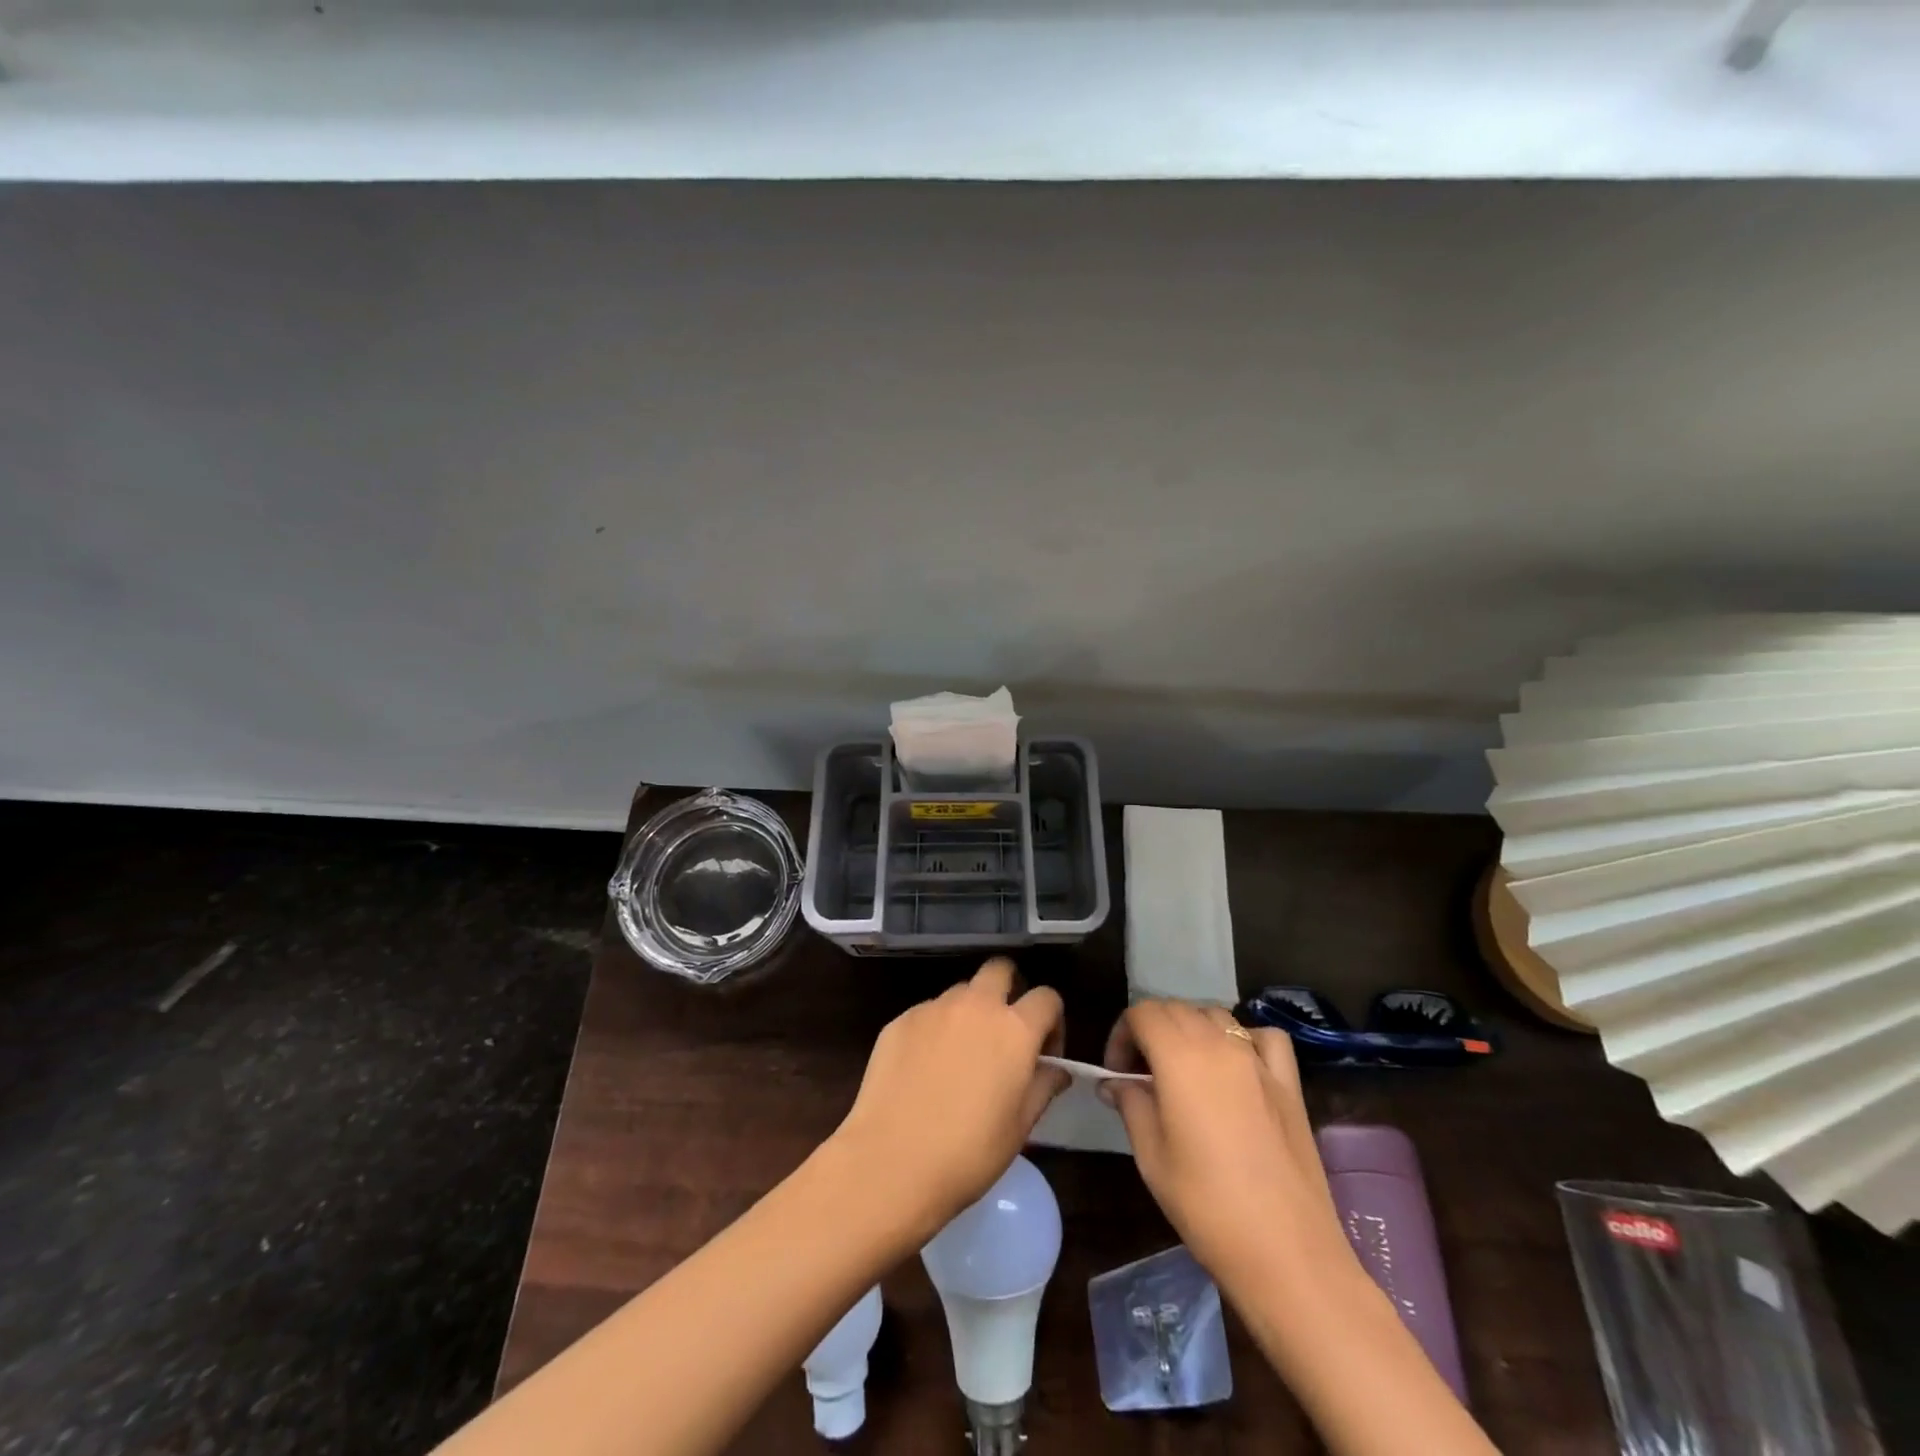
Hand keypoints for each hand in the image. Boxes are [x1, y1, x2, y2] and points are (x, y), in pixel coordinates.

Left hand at [831, 958, 1068, 1236]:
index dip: (1052, 1021)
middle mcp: (976, 1005)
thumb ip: (1043, 1087)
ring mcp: (934, 1008)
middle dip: (1009, 989)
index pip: (1047, 997)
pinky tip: (925, 1069)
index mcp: (1014, 1028)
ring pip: (961, 991)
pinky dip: (935, 1029)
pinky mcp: (900, 1020)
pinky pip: (928, 1012)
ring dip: (970, 1011)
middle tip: (1003, 1032)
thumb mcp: (1020, 1127)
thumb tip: (1056, 1069)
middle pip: (1000, 969)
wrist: (891, 1161)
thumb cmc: (969, 1152)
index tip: (1044, 1054)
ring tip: (960, 1055)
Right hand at [1103, 1000, 1348, 1282]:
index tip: (1116, 1073)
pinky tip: (1237, 1067)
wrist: (1287, 1253)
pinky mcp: (1289, 1083)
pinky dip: (1243, 1038)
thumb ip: (1131, 1104)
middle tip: (1141, 1075)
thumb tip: (1115, 1082)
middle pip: (1177, 1009)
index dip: (1121, 1035)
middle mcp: (1220, 1043)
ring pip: (1216, 1015)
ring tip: (1182, 1070)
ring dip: (1191, 1030)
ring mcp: (1259, 1060)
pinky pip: (1263, 1037)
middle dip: (1151, 1030)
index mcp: (1180, 1056)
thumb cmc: (1206, 1205)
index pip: (1142, 1013)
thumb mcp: (1151, 1156)